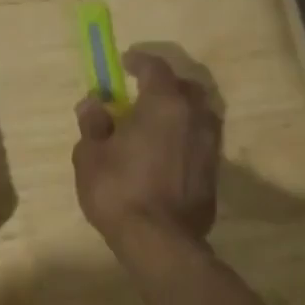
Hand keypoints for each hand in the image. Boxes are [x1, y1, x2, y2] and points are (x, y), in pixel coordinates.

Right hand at [72, 51, 221, 245]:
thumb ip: (93, 123)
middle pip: (185, 87)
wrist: (160, 242)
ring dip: (179, 111)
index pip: (155, 68)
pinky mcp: (215, 172)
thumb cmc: (119, 190)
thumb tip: (94, 104)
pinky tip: (167, 152)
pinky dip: (185, 137)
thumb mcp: (90, 154)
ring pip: (198, 114)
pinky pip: (201, 140)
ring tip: (156, 123)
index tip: (125, 63)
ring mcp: (210, 145)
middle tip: (142, 93)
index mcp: (164, 104)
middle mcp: (194, 116)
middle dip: (164, 84)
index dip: (139, 62)